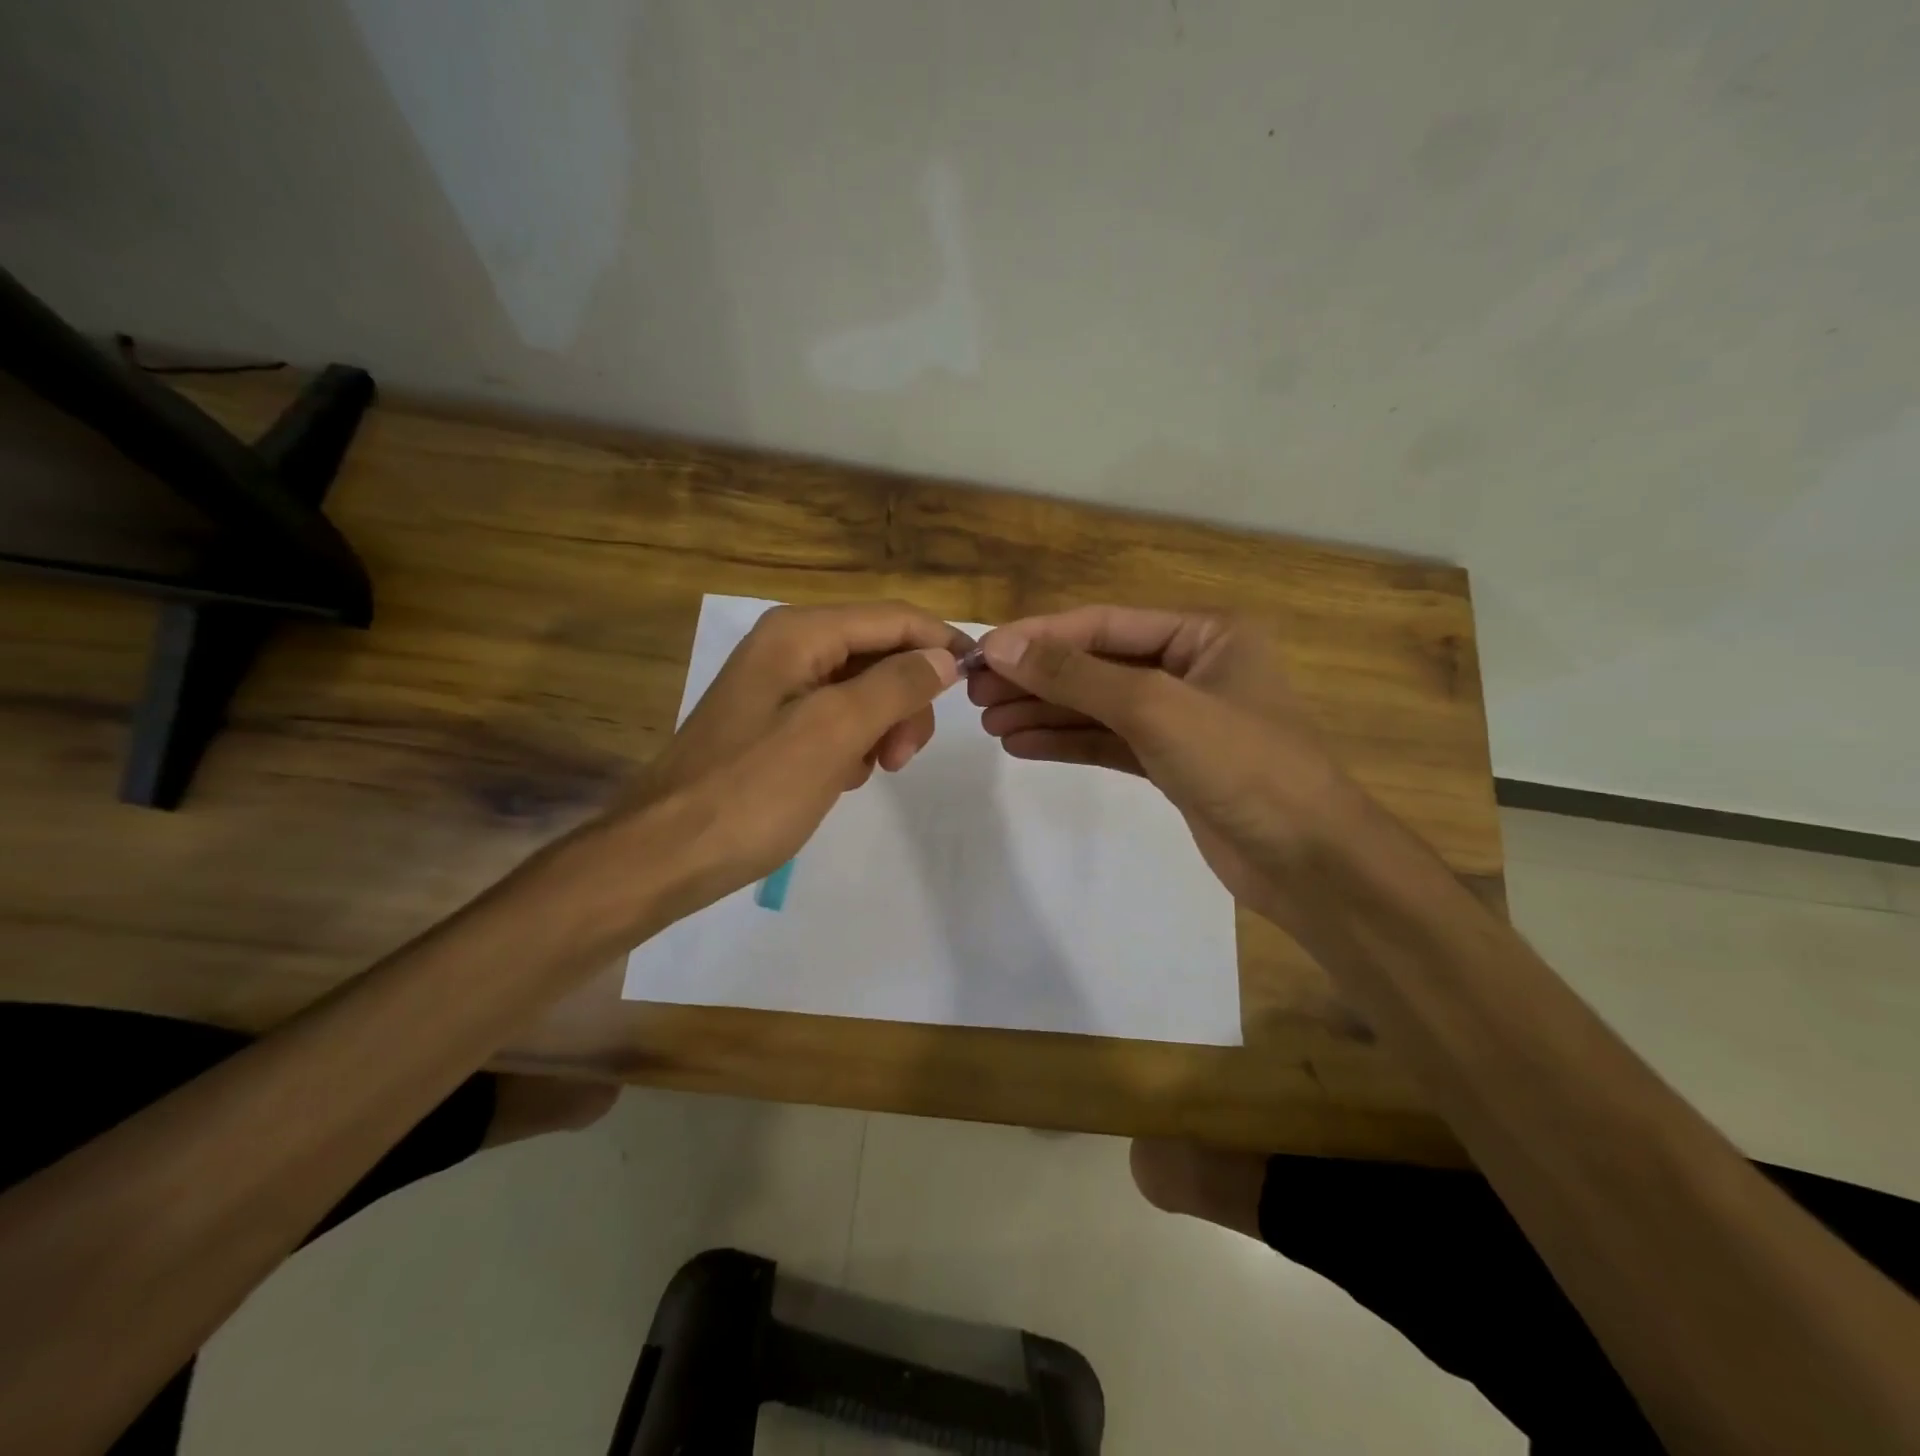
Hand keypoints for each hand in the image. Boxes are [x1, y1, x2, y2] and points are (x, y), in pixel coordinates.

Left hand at [619, 601, 969, 909]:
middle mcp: (788, 645)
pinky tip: (842, 777)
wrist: (665, 854)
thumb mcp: (833, 733)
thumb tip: (943, 658)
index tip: (980, 681)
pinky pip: (837, 717)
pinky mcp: (774, 723)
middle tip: (903, 756)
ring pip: (862, 688)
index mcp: (799, 633)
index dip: (941, 643)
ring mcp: (779, 685)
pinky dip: (854, 743)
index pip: (894, 618)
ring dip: (882, 725)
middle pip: (880, 651)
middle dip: (906, 698)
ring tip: (872, 771)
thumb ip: (895, 687)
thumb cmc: (752, 791)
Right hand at [970, 606, 1358, 925]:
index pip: (1104, 624)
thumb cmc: (1242, 764)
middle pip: (1098, 664)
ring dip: (1045, 712)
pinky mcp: (1172, 763)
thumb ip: (1076, 675)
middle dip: (1038, 677)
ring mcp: (1182, 718)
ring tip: (989, 722)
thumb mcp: (1155, 707)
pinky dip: (1067, 742)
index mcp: (1205, 633)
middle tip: (977, 693)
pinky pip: (1109, 742)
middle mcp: (1193, 666)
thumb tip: (1002, 646)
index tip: (984, 653)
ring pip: (1099, 706)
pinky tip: (1021, 745)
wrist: (1308, 861)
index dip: (1040, 637)